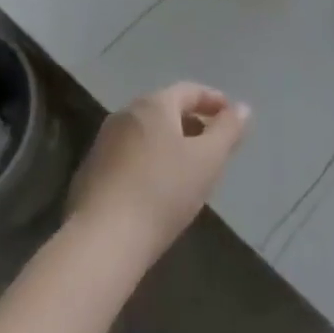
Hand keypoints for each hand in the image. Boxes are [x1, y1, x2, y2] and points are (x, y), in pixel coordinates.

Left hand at [68, 83, 249, 264]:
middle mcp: (125, 114)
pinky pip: (130, 156)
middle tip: (214, 145)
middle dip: (193, 124)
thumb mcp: (207, 160)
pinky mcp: (91, 172)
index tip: (233, 116)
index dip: (214, 101)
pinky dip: (150, 162)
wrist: (102, 241)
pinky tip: (158, 190)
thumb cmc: (162, 192)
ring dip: (171, 144)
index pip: (189, 90)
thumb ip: (228, 130)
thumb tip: (243, 108)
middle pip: (166, 110)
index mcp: (153, 105)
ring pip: (147, 134)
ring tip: (190, 169)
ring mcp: (104, 143)